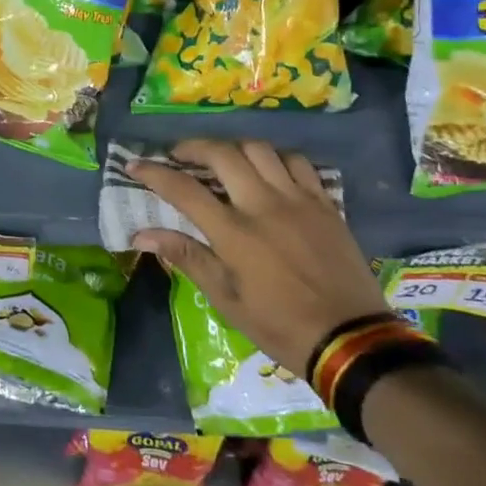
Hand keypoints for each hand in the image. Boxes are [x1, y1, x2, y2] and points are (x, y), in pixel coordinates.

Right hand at [126, 139, 384, 373]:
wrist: (351, 338)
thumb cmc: (280, 325)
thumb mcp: (226, 300)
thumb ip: (187, 257)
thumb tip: (142, 234)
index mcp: (235, 233)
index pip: (184, 189)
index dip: (154, 173)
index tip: (134, 165)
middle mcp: (264, 205)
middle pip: (222, 154)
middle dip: (192, 147)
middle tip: (179, 155)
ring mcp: (298, 199)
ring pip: (259, 149)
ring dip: (233, 147)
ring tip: (222, 160)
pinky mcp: (324, 203)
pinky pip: (296, 162)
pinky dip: (274, 158)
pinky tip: (267, 170)